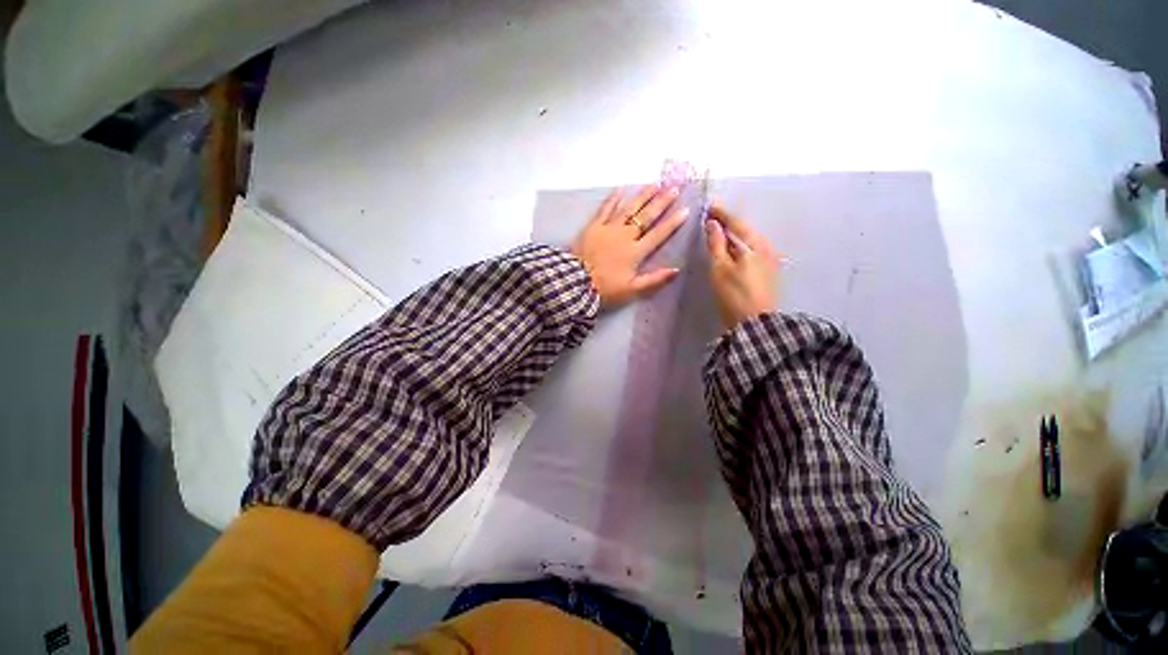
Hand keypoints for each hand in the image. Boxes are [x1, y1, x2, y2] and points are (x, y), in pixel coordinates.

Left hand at [571, 184, 689, 307]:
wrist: (576, 282)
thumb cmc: (605, 288)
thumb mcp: (632, 289)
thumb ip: (654, 279)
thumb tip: (676, 270)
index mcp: (635, 252)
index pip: (658, 234)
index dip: (672, 223)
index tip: (685, 210)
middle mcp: (625, 236)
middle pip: (646, 217)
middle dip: (661, 202)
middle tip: (674, 188)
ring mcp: (609, 229)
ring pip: (629, 209)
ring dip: (642, 196)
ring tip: (654, 184)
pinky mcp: (593, 226)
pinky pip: (605, 209)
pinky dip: (612, 199)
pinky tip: (620, 188)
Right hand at [705, 203, 780, 330]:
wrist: (756, 324)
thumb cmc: (734, 295)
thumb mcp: (720, 268)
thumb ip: (716, 244)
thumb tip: (712, 223)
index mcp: (755, 245)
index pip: (737, 223)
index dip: (722, 214)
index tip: (710, 205)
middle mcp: (766, 248)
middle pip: (745, 231)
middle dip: (729, 224)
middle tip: (713, 217)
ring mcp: (769, 261)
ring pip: (748, 242)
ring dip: (734, 236)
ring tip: (720, 232)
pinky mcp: (767, 273)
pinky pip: (751, 252)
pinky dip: (739, 247)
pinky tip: (732, 250)